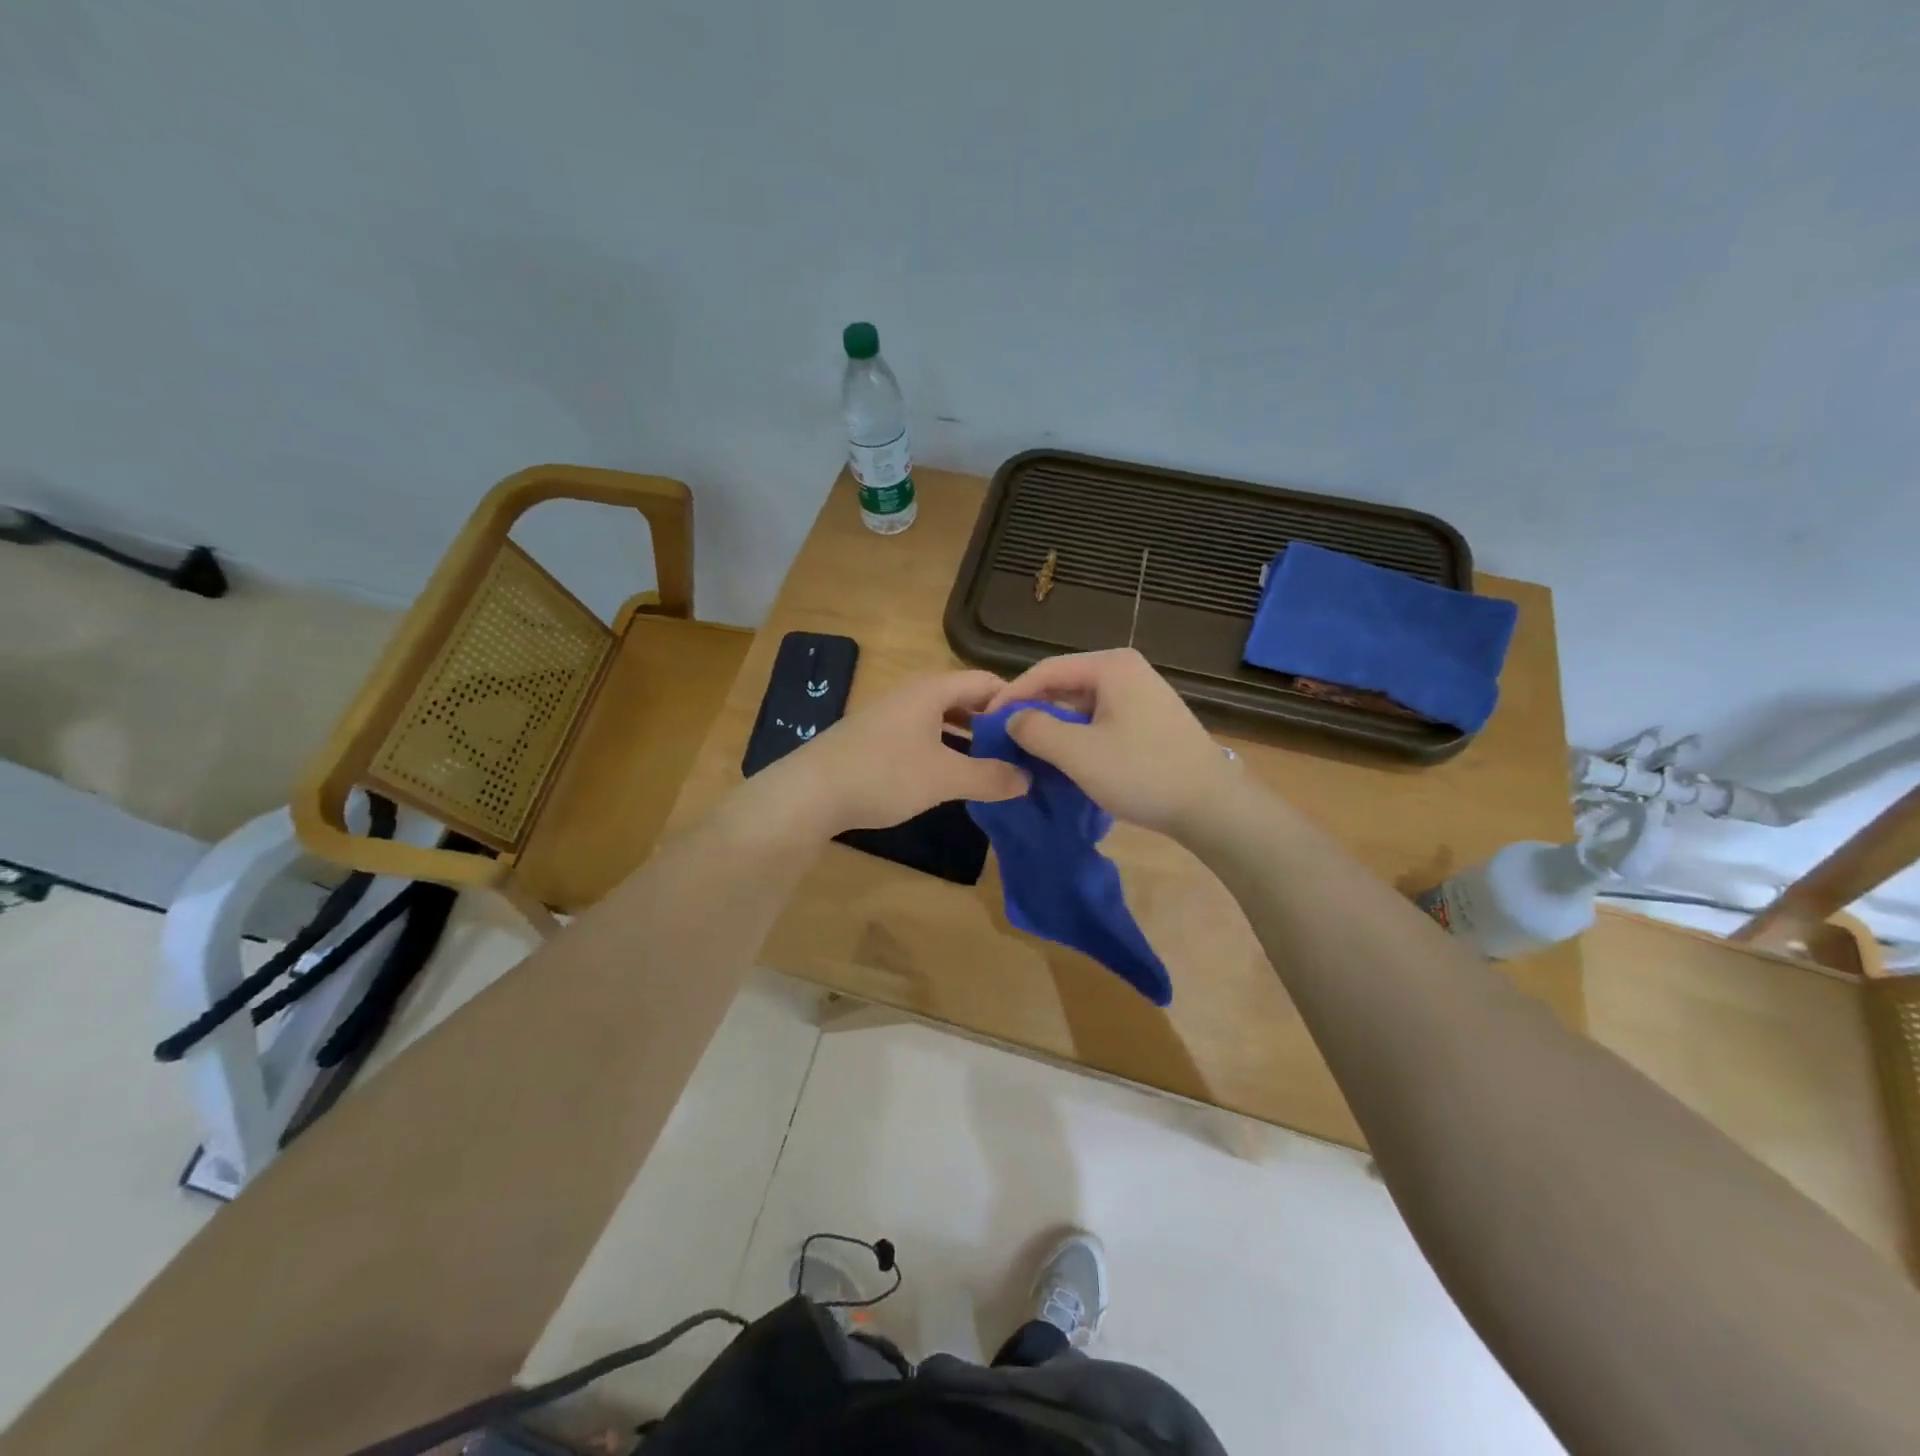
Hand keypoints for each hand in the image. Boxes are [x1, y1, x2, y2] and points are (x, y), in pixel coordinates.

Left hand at [755, 670, 1029, 836]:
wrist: (809, 793)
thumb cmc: (883, 774)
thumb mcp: (944, 777)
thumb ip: (990, 777)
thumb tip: (1028, 779)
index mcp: (932, 689)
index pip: (987, 682)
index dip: (1016, 703)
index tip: (1039, 732)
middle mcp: (913, 694)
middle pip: (965, 699)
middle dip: (995, 724)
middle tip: (1022, 752)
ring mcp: (892, 716)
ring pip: (943, 720)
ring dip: (970, 740)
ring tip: (996, 767)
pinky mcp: (877, 739)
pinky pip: (924, 736)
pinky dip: (946, 750)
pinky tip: (953, 776)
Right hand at [985, 649, 1238, 839]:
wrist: (1211, 806)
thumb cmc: (1142, 772)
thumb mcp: (1078, 753)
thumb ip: (1036, 729)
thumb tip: (1011, 718)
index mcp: (1111, 666)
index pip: (1046, 670)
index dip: (1012, 694)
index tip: (985, 720)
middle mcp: (1127, 670)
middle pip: (1065, 684)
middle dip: (1034, 710)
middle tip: (1004, 737)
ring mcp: (1142, 695)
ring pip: (1083, 704)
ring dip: (1055, 726)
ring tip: (1029, 750)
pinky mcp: (1150, 719)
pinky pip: (1102, 719)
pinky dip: (1079, 735)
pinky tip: (1065, 758)